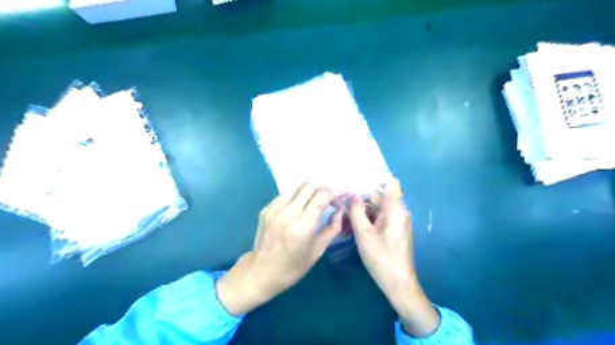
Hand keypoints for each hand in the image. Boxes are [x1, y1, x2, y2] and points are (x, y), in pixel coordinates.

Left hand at [216, 183, 343, 314]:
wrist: (261, 272)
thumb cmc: (293, 266)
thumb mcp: (318, 250)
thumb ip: (332, 227)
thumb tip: (341, 209)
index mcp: (303, 225)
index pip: (322, 196)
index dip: (334, 192)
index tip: (341, 195)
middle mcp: (288, 212)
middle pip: (310, 185)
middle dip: (324, 186)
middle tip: (330, 195)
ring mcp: (275, 208)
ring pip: (296, 184)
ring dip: (310, 186)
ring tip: (316, 194)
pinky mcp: (266, 208)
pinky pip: (285, 193)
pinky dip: (297, 193)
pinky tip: (300, 202)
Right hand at [348, 180, 439, 336]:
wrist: (398, 283)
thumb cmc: (381, 257)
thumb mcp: (363, 233)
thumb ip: (356, 211)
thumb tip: (351, 195)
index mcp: (395, 208)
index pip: (390, 183)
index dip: (374, 180)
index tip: (355, 184)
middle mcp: (398, 211)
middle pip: (377, 198)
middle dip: (359, 204)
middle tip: (341, 213)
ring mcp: (397, 221)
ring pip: (376, 210)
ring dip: (360, 215)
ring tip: (344, 226)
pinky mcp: (394, 230)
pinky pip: (379, 220)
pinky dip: (367, 223)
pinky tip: (352, 232)